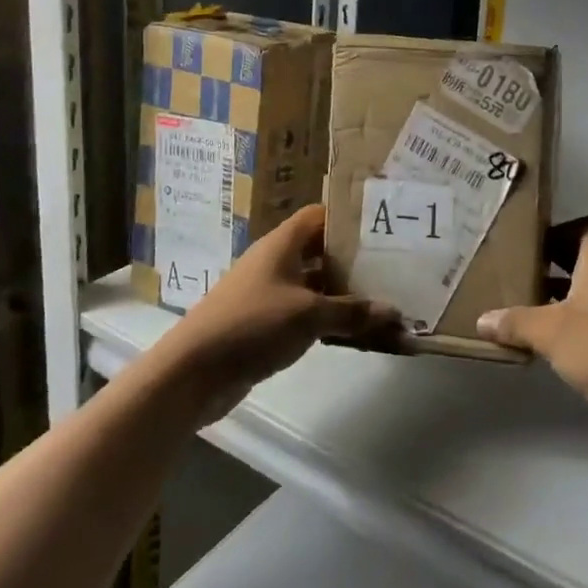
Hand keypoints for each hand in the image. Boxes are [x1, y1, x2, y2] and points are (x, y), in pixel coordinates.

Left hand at [162, 204, 401, 419]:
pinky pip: (307, 315)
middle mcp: (276, 262)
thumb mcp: (309, 315)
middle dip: (354, 262)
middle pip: (321, 252)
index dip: (348, 219)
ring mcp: (269, 294)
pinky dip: (329, 321)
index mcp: (283, 244)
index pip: (320, 216)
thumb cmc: (253, 325)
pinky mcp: (266, 325)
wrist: (193, 372)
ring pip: (316, 287)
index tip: (382, 229)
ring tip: (384, 304)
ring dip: (345, 297)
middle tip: (393, 269)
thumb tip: (394, 313)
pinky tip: (356, 334)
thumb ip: (352, 312)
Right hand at [477, 216, 587, 422]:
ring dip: (566, 296)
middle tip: (522, 276)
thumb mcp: (550, 333)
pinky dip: (580, 322)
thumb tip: (482, 320)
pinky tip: (558, 344)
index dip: (560, 230)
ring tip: (532, 311)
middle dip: (554, 265)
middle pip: (587, 257)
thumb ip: (515, 322)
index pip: (587, 226)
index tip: (532, 247)